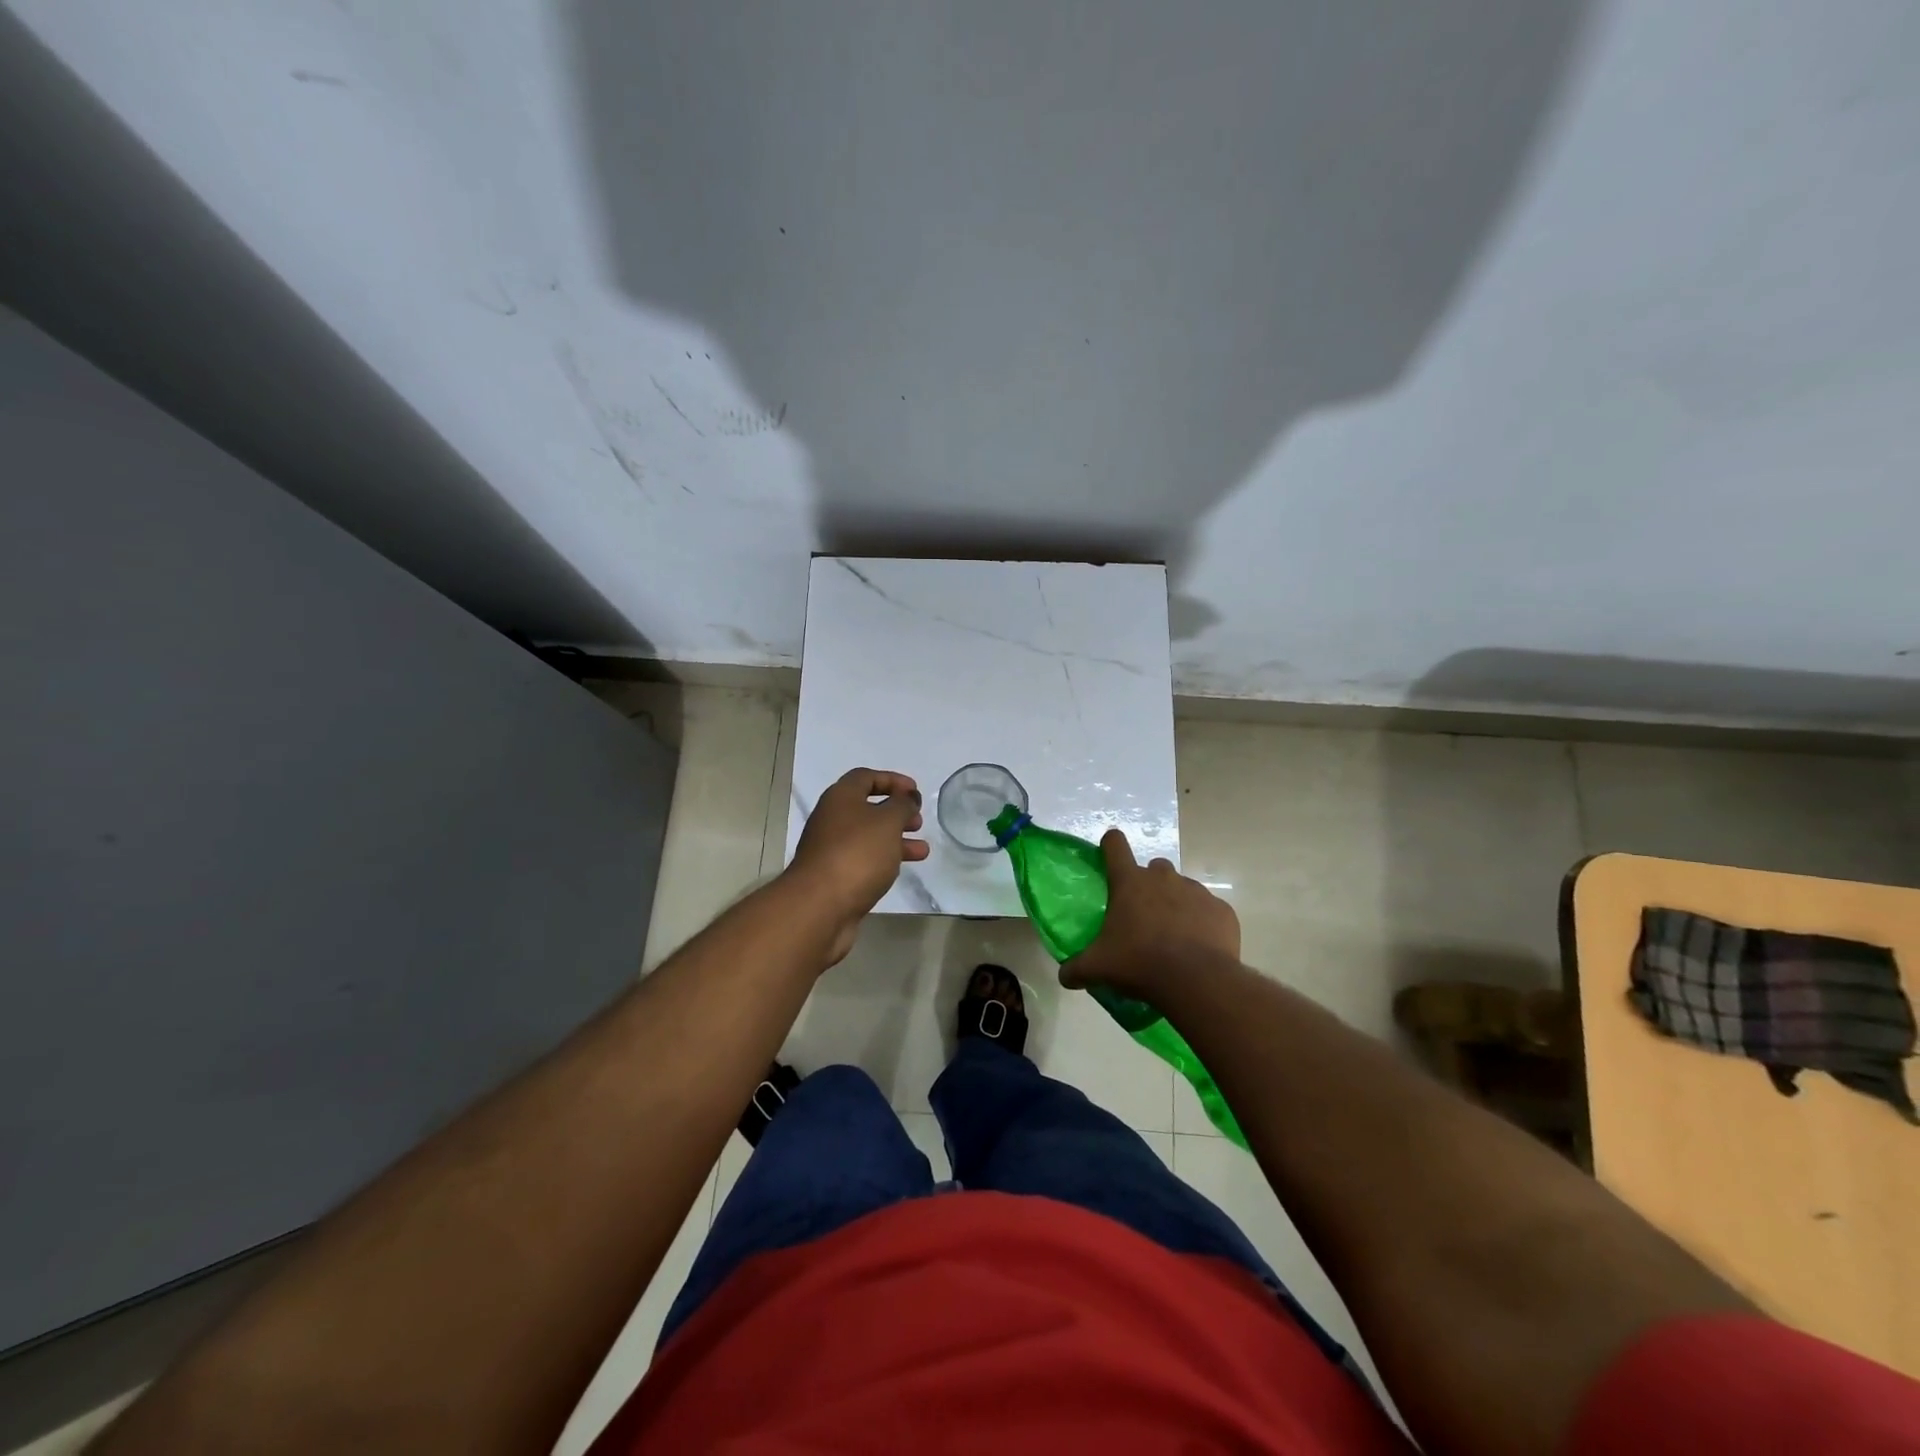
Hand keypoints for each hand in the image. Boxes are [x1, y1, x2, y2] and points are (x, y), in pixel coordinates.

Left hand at [787, 767, 929, 964]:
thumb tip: (907, 797)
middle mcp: (832, 819)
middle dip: (896, 812)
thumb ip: (902, 805)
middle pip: (867, 808)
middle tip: (918, 821)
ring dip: (896, 839)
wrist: (820, 906)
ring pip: (868, 837)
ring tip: (922, 850)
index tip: (915, 791)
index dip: (892, 780)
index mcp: (840, 798)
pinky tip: (901, 869)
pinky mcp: (835, 875)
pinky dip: (884, 859)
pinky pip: (864, 859)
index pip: (866, 777)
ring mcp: (831, 849)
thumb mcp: (888, 822)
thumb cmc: (857, 854)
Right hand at [1061, 829, 1239, 998]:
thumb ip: (1076, 968)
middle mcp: (1163, 878)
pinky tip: (1199, 948)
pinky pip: (1209, 911)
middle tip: (1143, 915)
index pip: (1115, 845)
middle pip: (1154, 867)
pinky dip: (1203, 924)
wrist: (1197, 980)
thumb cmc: (1139, 963)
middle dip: (1148, 885)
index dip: (1111, 845)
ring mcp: (1196, 891)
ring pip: (1183, 888)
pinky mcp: (1222, 911)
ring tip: (1173, 937)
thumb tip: (1064, 976)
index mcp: (1130, 882)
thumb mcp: (1098, 967)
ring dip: (1176, 904)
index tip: (1109, 854)